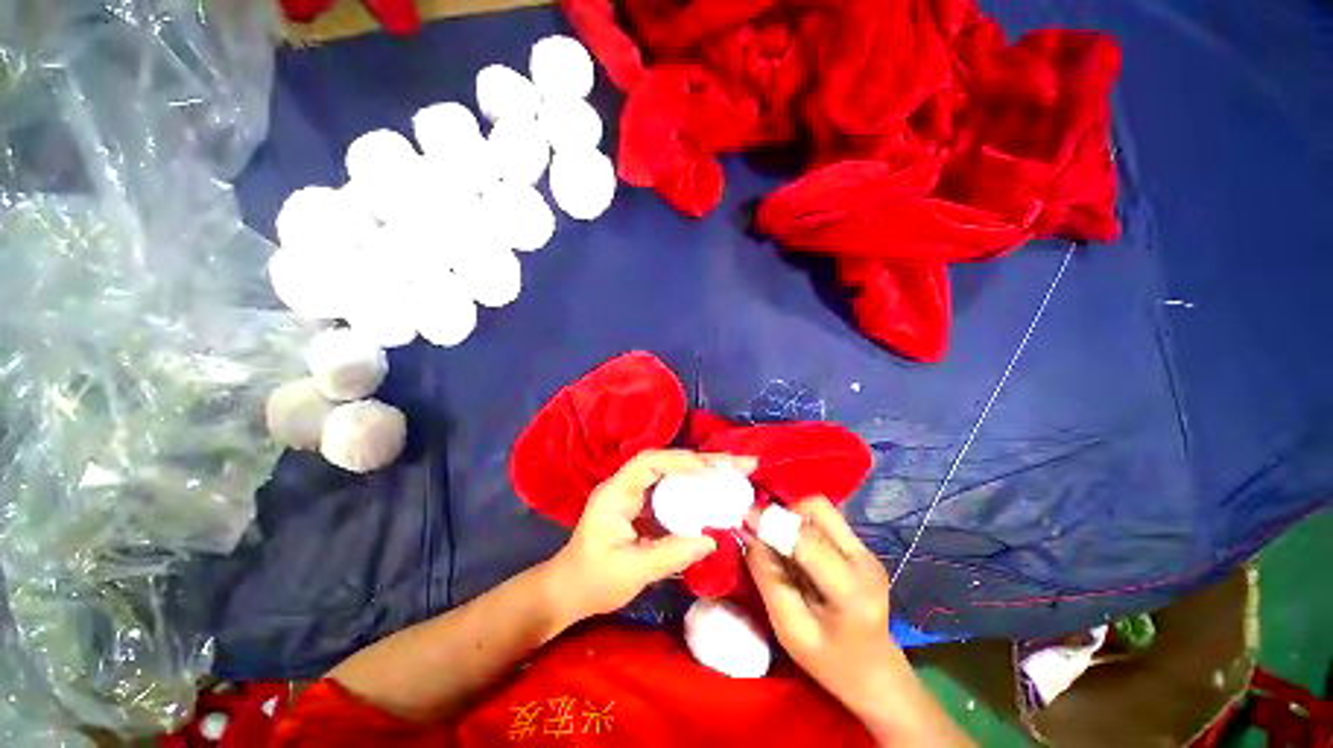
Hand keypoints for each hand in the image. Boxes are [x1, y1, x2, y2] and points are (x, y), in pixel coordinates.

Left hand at [546, 449, 755, 623]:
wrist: (568, 590)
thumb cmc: (593, 580)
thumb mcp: (632, 571)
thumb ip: (670, 554)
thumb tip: (712, 540)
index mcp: (616, 492)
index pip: (651, 463)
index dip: (683, 461)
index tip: (714, 471)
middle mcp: (626, 484)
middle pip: (667, 461)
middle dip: (704, 460)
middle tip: (741, 462)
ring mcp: (635, 493)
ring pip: (672, 472)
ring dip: (703, 470)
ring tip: (735, 471)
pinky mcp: (643, 504)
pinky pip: (672, 489)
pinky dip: (695, 487)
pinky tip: (715, 491)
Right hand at [746, 498, 973, 745]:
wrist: (876, 673)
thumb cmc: (830, 662)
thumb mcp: (789, 629)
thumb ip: (767, 577)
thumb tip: (748, 534)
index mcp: (850, 590)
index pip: (806, 539)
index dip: (772, 522)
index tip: (744, 518)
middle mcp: (864, 560)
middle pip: (818, 508)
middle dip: (785, 514)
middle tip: (766, 535)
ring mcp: (866, 551)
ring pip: (821, 509)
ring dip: (793, 518)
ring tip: (782, 544)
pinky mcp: (862, 548)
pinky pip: (825, 520)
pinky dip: (803, 525)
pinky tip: (798, 551)